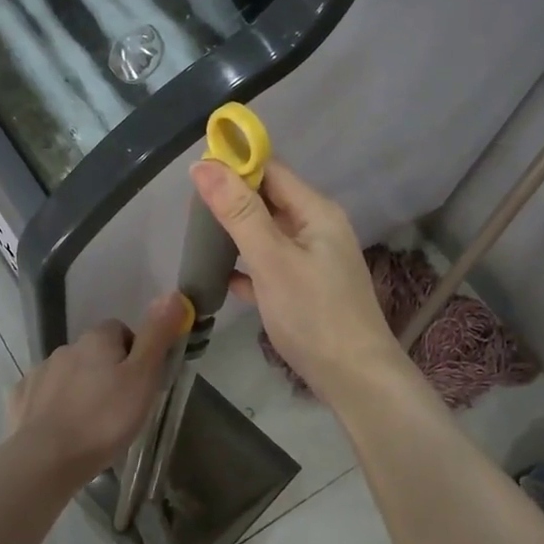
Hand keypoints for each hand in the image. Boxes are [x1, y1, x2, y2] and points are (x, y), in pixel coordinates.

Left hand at [6, 293, 186, 483]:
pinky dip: (54, 406)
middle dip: (106, 372)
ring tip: (92, 423)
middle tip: (121, 407)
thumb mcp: (143, 377)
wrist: (46, 459)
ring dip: (81, 388)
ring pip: (69, 373)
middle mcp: (65, 348)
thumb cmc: (104, 419)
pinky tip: (62, 429)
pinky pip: (43, 395)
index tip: (141, 382)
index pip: (121, 330)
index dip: (135, 353)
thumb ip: (157, 336)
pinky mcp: (20, 399)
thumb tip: (172, 294)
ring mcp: (39, 373)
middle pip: (94, 352)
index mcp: (96, 339)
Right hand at [191, 158, 400, 404]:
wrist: (355, 379)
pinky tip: (222, 279)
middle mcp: (318, 229)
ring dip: (237, 234)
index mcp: (316, 212)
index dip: (236, 165)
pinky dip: (248, 268)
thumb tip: (202, 164)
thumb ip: (238, 212)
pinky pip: (270, 267)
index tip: (195, 171)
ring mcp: (313, 261)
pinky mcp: (306, 291)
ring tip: (198, 237)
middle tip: (189, 208)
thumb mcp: (272, 259)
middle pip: (269, 201)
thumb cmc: (314, 314)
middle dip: (232, 200)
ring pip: (268, 235)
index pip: (272, 171)